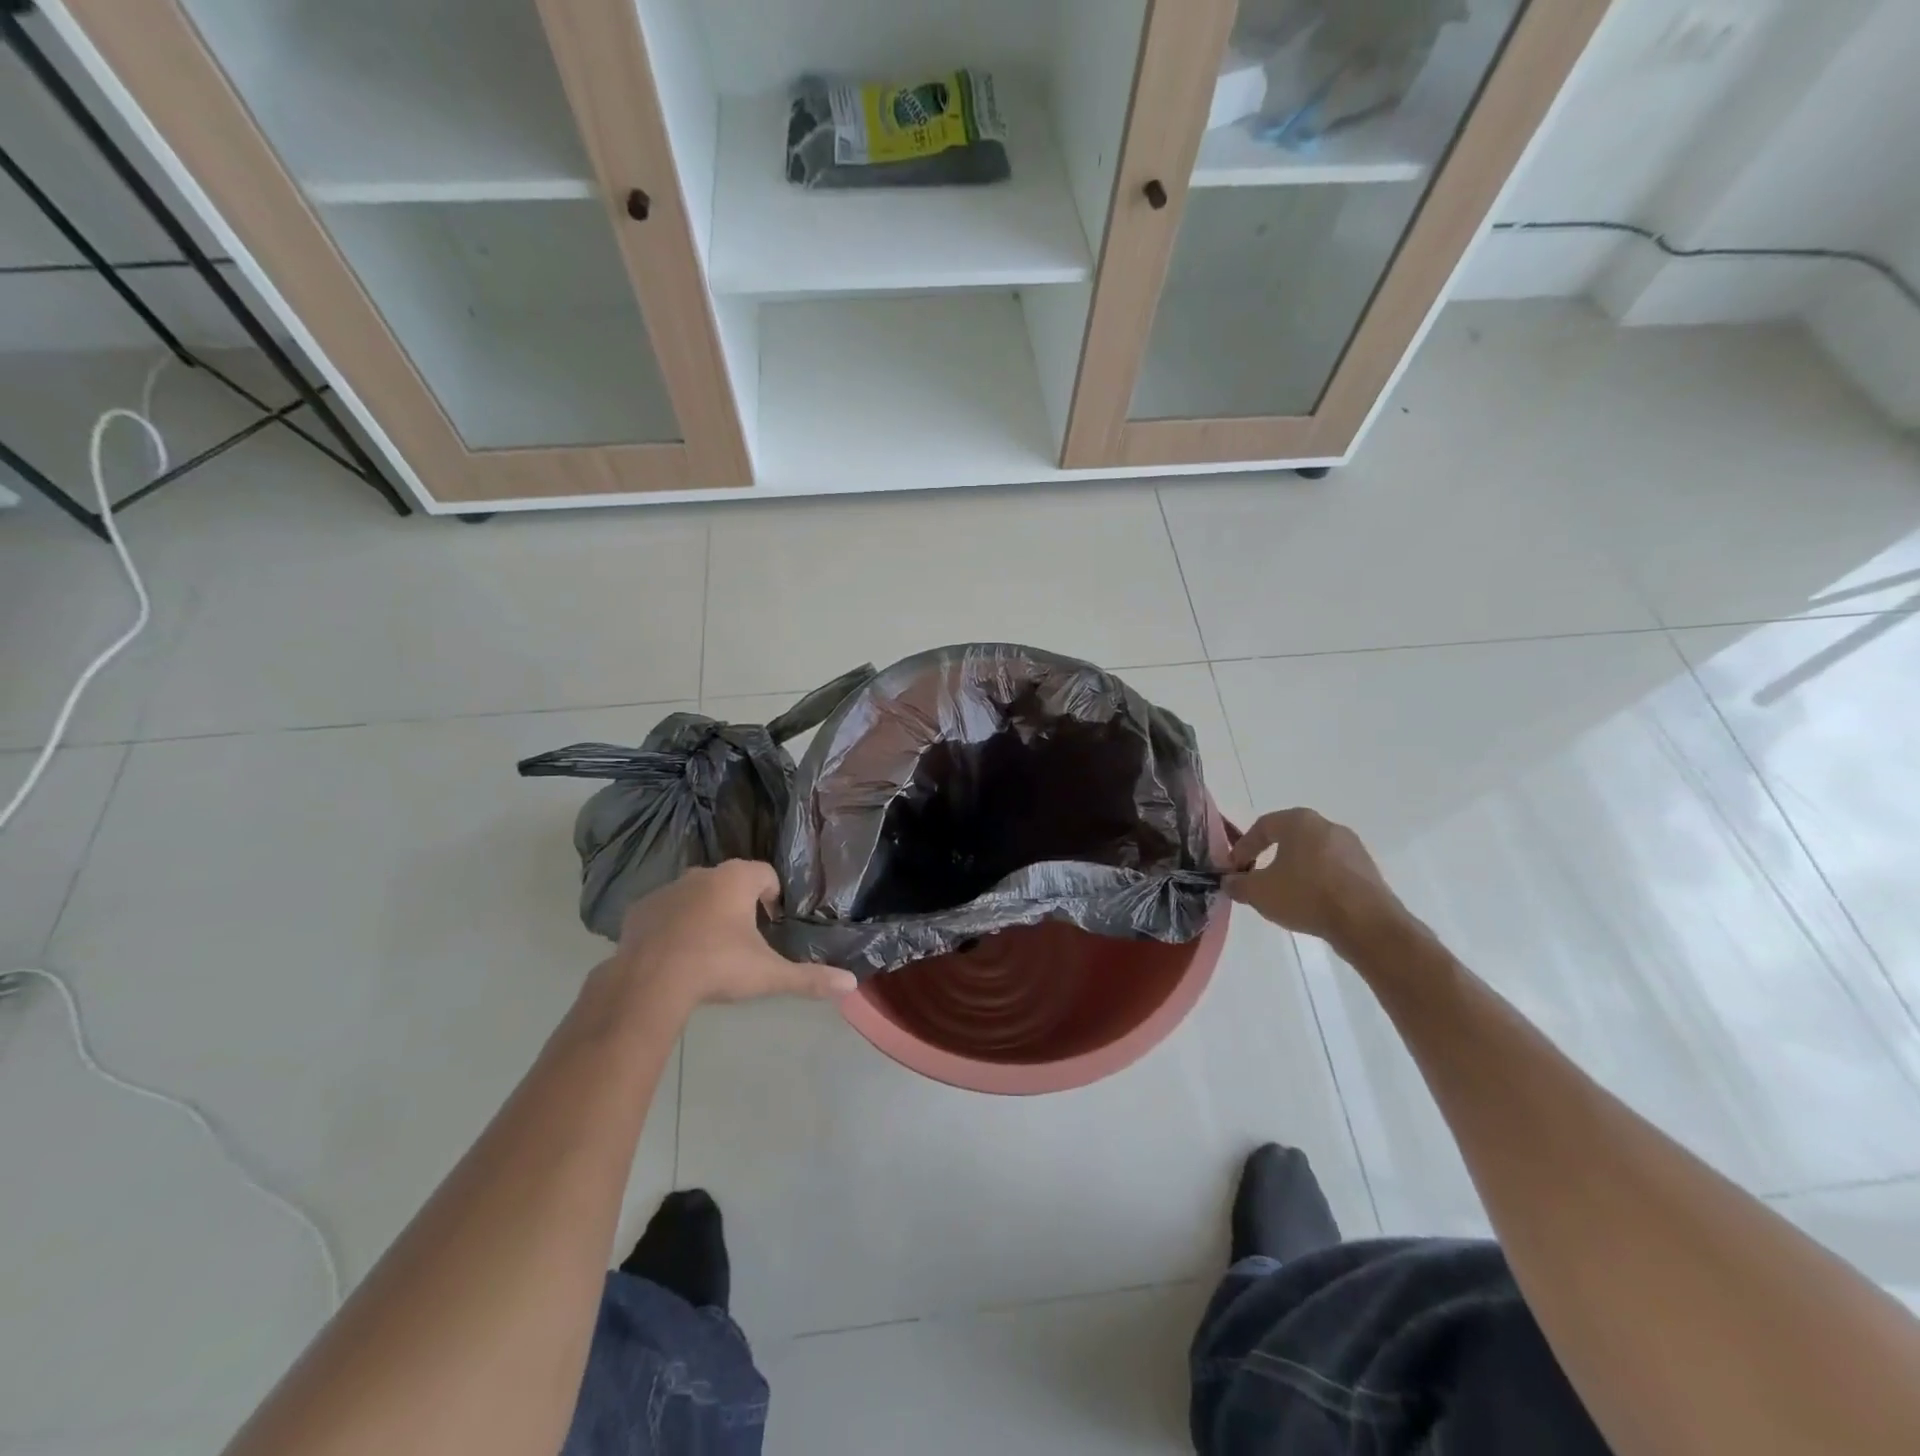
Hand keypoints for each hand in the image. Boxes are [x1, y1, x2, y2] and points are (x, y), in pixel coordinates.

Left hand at [610, 861, 857, 1009]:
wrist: (649, 983)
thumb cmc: (717, 967)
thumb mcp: (769, 975)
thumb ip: (810, 978)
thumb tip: (851, 984)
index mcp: (737, 879)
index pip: (766, 875)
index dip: (774, 897)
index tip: (772, 925)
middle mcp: (703, 874)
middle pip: (730, 882)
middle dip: (739, 905)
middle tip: (743, 941)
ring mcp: (668, 889)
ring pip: (696, 895)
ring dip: (705, 913)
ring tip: (709, 951)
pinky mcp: (640, 909)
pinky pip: (665, 911)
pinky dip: (673, 926)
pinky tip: (675, 955)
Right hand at [1224, 809, 1404, 949]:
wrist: (1366, 924)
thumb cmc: (1306, 896)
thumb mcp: (1259, 892)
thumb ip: (1238, 884)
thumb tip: (1230, 881)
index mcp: (1299, 821)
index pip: (1262, 827)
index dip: (1243, 848)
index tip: (1233, 869)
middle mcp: (1328, 826)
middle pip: (1289, 838)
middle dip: (1269, 856)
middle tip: (1256, 878)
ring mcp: (1352, 847)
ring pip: (1312, 854)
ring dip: (1294, 870)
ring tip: (1283, 894)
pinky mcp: (1368, 870)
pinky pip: (1332, 870)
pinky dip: (1316, 881)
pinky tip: (1310, 903)